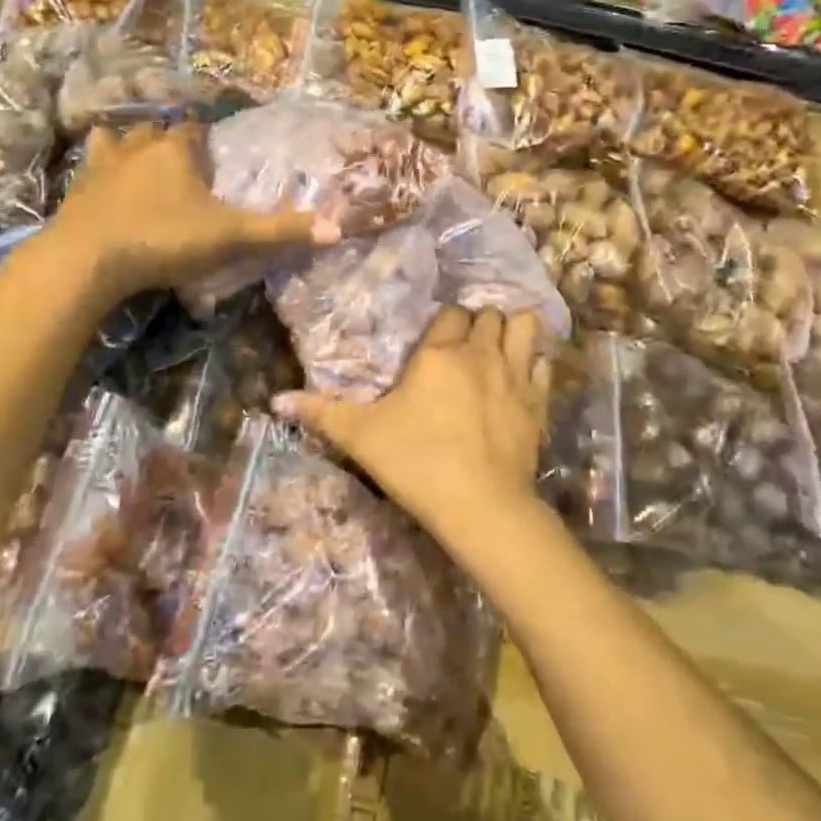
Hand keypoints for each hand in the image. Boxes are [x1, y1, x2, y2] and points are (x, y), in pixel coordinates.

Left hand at [41, 123, 334, 300]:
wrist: (87, 260)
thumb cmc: (164, 239)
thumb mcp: (230, 237)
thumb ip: (280, 231)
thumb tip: (338, 228)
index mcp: (176, 151)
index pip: (194, 129)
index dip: (205, 138)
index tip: (214, 153)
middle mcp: (137, 148)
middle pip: (155, 131)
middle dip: (168, 140)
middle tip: (183, 164)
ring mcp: (101, 167)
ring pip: (116, 141)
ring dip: (128, 147)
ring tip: (139, 165)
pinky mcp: (76, 191)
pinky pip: (88, 169)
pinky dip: (98, 172)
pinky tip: (102, 188)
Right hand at [276, 307, 550, 547]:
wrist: (480, 506)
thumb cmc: (416, 462)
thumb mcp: (361, 437)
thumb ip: (321, 413)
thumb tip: (276, 400)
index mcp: (439, 354)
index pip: (450, 314)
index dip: (445, 322)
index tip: (438, 339)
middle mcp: (481, 354)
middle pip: (489, 315)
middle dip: (479, 322)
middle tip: (467, 343)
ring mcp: (516, 377)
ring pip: (525, 327)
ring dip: (516, 329)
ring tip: (504, 344)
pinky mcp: (538, 404)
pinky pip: (544, 365)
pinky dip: (536, 362)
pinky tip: (526, 375)